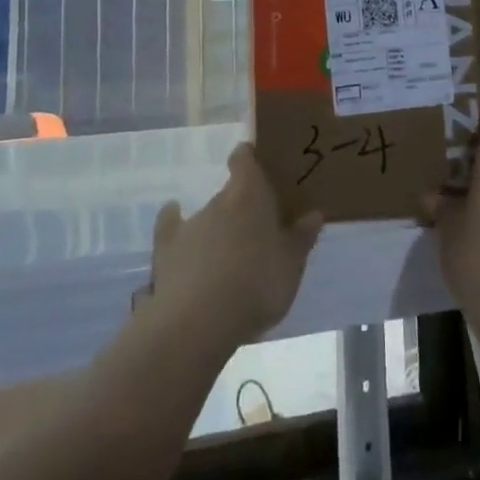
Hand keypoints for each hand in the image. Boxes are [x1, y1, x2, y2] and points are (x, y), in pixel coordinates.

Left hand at [137, 143, 322, 353]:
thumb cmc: (256, 285)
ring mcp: (190, 224)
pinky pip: (170, 228)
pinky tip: (179, 235)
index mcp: (250, 196)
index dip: (249, 158)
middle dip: (242, 207)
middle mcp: (219, 201)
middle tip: (257, 229)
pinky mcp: (166, 249)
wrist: (199, 321)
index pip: (245, 160)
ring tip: (228, 255)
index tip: (258, 162)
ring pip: (207, 216)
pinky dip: (174, 226)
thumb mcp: (291, 266)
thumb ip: (301, 238)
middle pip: (231, 193)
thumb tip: (314, 213)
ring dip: (217, 229)